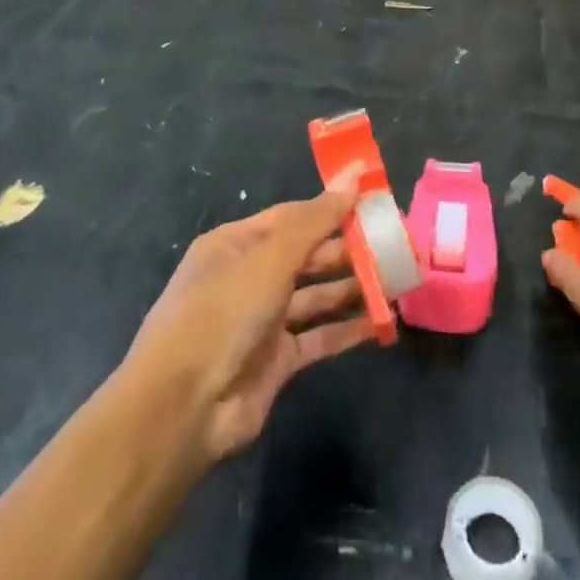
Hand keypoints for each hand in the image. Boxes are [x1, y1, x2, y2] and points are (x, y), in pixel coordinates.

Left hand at [125, 186, 373, 463]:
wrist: (182, 408)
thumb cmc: (223, 313)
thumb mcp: (271, 257)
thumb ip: (318, 218)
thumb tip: (355, 171)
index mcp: (236, 244)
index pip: (292, 216)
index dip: (332, 208)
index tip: (373, 203)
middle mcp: (248, 277)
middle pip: (307, 255)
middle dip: (348, 249)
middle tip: (394, 244)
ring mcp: (262, 321)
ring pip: (316, 296)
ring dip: (353, 287)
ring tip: (397, 279)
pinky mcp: (276, 361)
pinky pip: (318, 337)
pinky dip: (347, 330)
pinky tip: (382, 323)